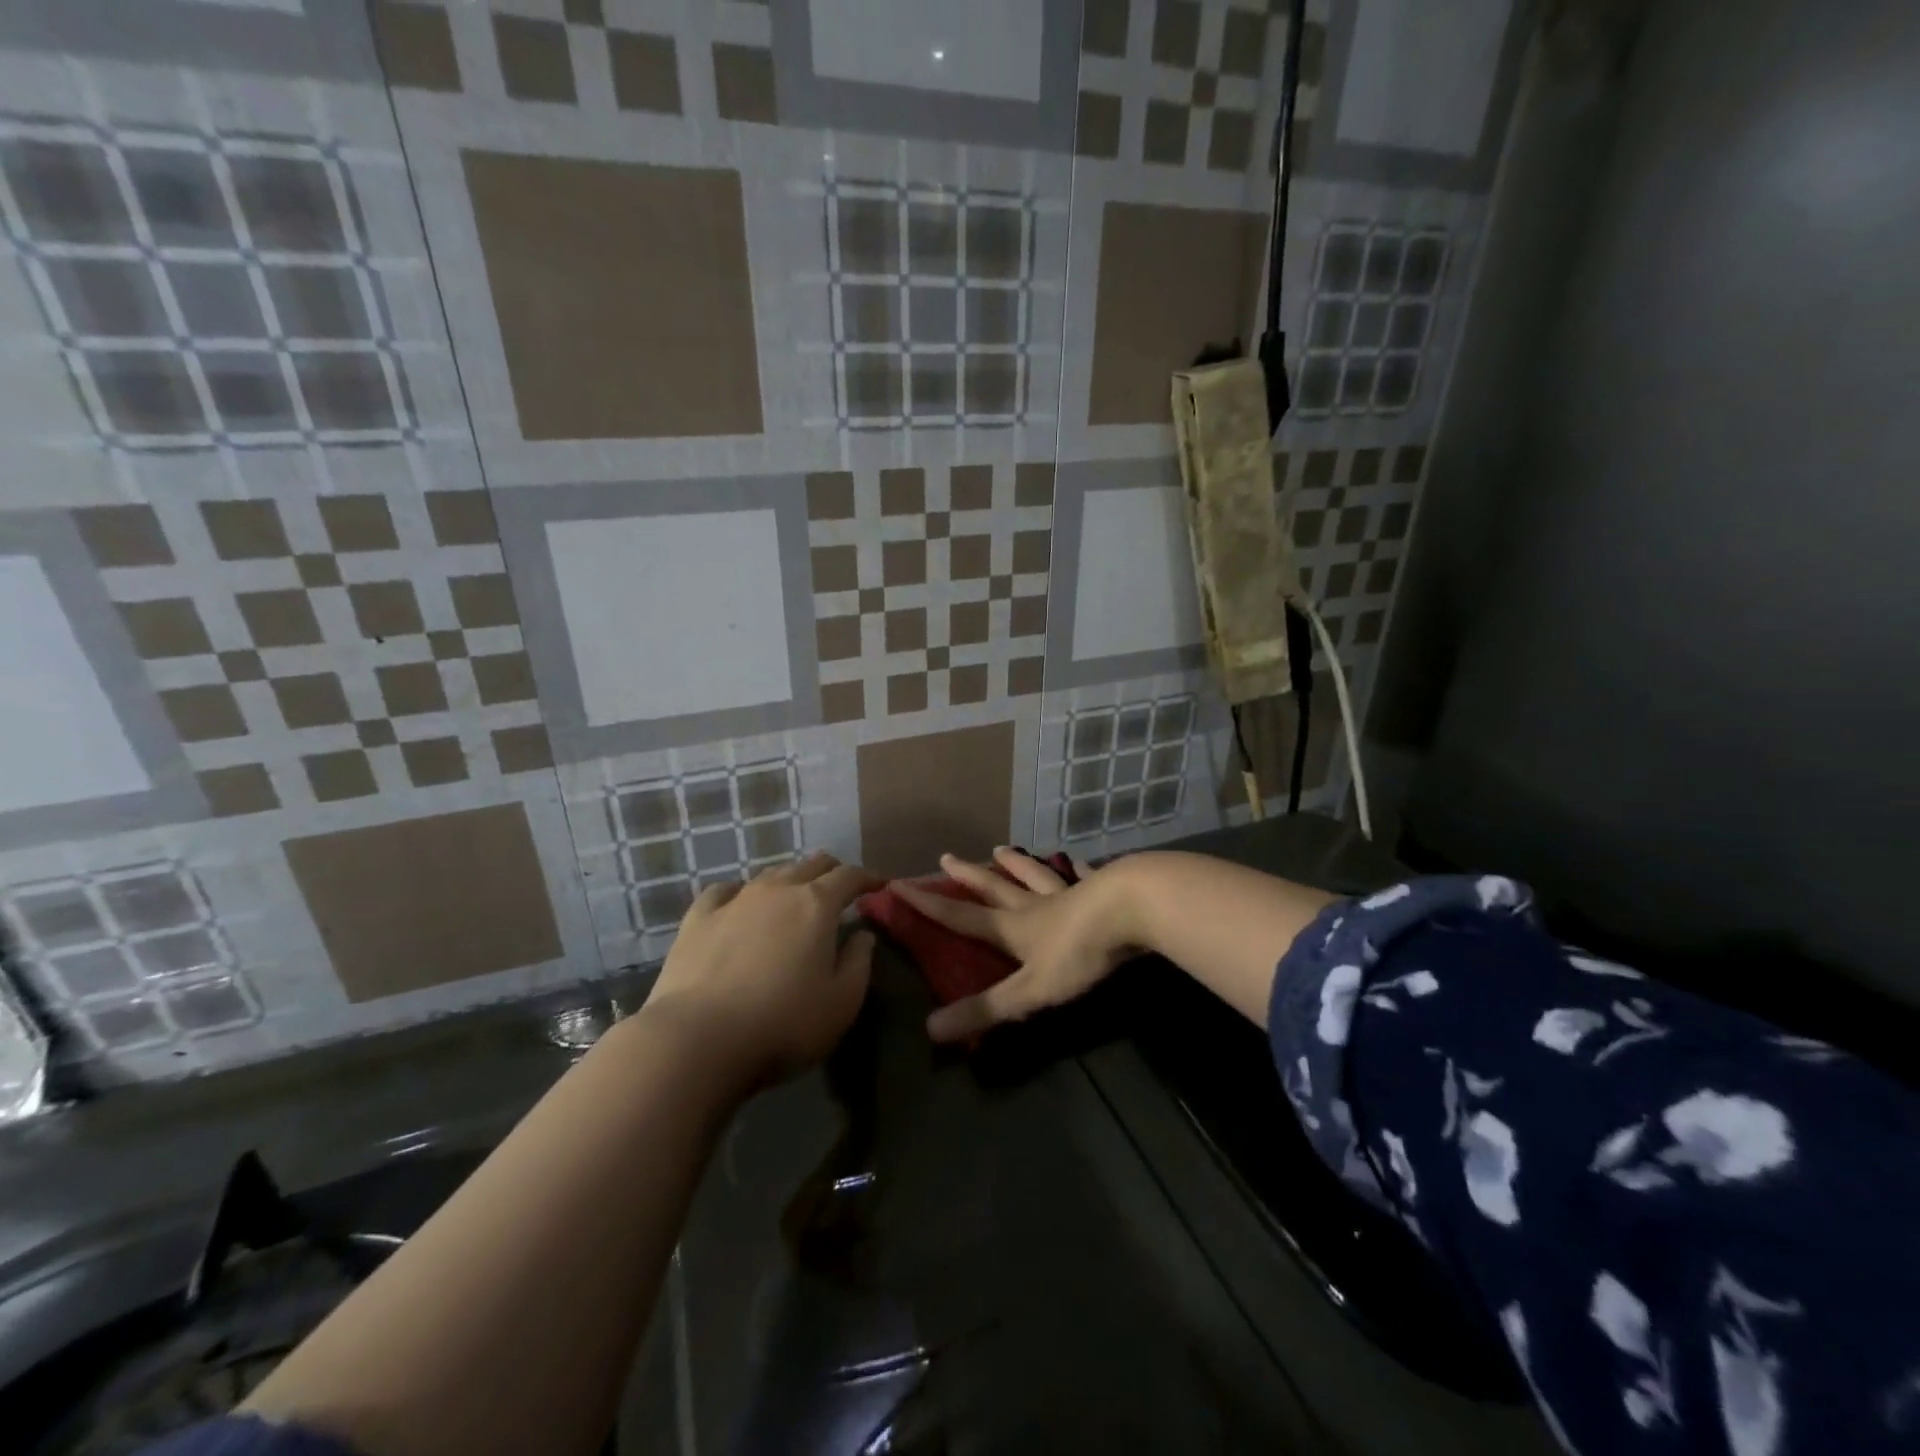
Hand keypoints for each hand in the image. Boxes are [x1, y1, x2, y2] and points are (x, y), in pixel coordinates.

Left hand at [645, 852, 881, 1088]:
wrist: (698, 1039)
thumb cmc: (783, 1023)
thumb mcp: (842, 1002)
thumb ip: (859, 962)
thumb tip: (863, 935)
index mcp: (817, 904)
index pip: (849, 876)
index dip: (868, 878)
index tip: (879, 885)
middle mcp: (778, 889)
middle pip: (811, 864)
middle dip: (832, 872)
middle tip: (841, 889)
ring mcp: (735, 900)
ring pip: (770, 873)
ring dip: (790, 880)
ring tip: (794, 898)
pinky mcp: (698, 918)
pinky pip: (724, 890)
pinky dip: (740, 892)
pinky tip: (739, 903)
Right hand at [893, 848, 1138, 1042]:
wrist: (1132, 910)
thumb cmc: (1078, 952)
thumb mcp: (1030, 991)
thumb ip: (986, 1009)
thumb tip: (931, 1030)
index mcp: (1014, 929)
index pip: (962, 917)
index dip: (929, 905)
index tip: (899, 884)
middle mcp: (1034, 906)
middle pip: (994, 888)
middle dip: (968, 876)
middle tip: (946, 857)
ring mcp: (1069, 893)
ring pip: (1035, 876)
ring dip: (1016, 864)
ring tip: (1001, 848)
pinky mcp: (1102, 889)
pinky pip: (1083, 876)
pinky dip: (1076, 869)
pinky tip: (1077, 861)